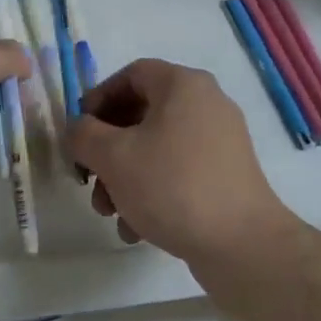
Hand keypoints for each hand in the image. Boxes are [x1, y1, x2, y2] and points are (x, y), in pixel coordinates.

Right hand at [68, 59, 290, 265]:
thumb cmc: (173, 186)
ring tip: (109, 213)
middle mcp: (206, 104)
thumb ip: (83, 135)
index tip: (80, 131)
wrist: (243, 246)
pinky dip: (153, 193)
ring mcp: (220, 142)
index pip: (131, 74)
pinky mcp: (227, 176)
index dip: (98, 98)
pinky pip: (179, 172)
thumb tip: (78, 130)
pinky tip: (136, 229)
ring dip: (125, 177)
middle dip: (107, 150)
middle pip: (141, 114)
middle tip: (89, 179)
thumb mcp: (113, 157)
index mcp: (183, 85)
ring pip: (157, 148)